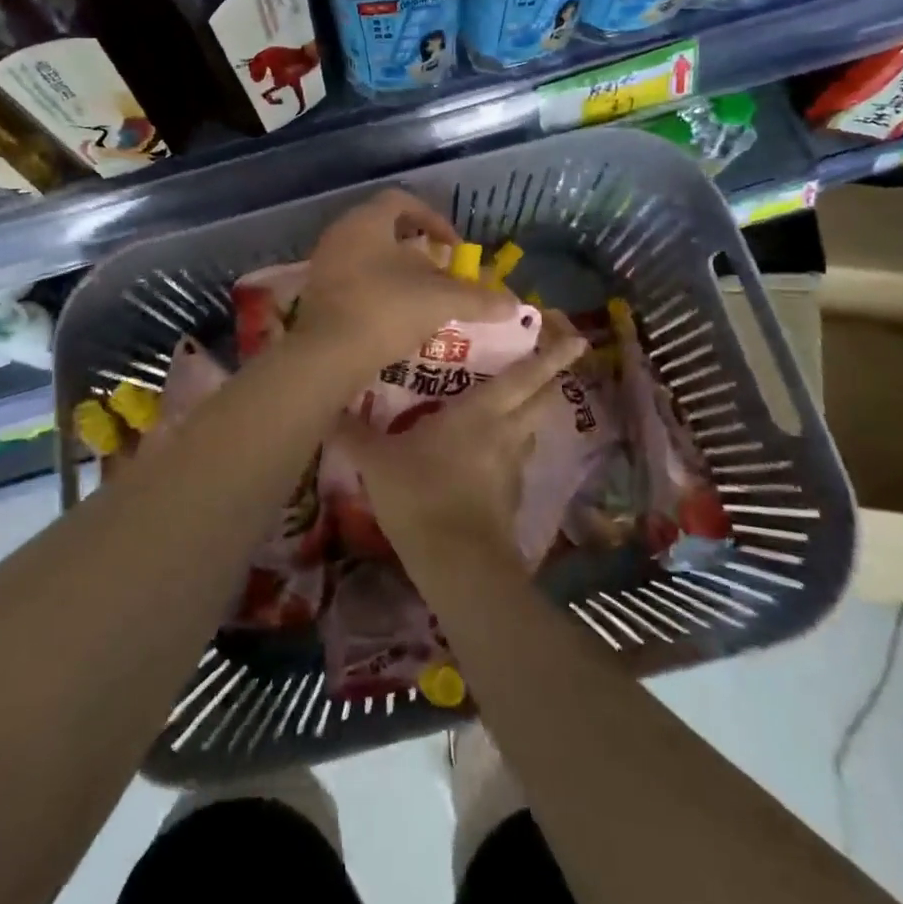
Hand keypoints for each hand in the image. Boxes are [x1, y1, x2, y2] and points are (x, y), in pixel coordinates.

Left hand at [293, 188, 515, 371]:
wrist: (328, 356)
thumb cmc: (386, 310)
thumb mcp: (439, 300)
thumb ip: (477, 298)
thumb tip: (513, 304)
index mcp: (367, 220)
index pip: (402, 201)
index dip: (434, 218)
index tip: (454, 247)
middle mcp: (341, 233)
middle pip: (385, 229)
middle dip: (418, 249)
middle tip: (441, 272)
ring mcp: (325, 263)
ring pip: (369, 256)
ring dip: (398, 272)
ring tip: (423, 297)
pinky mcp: (318, 293)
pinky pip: (354, 280)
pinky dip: (378, 290)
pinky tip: (396, 316)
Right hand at [334, 310, 588, 561]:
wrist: (457, 566)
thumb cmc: (421, 496)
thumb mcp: (377, 462)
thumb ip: (353, 433)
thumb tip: (325, 408)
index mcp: (483, 412)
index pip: (526, 375)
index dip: (553, 355)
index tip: (577, 337)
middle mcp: (508, 433)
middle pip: (544, 399)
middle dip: (553, 378)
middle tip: (552, 360)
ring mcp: (514, 467)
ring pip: (533, 430)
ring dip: (531, 413)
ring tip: (514, 405)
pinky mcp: (512, 497)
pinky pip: (517, 460)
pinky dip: (512, 449)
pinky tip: (490, 454)